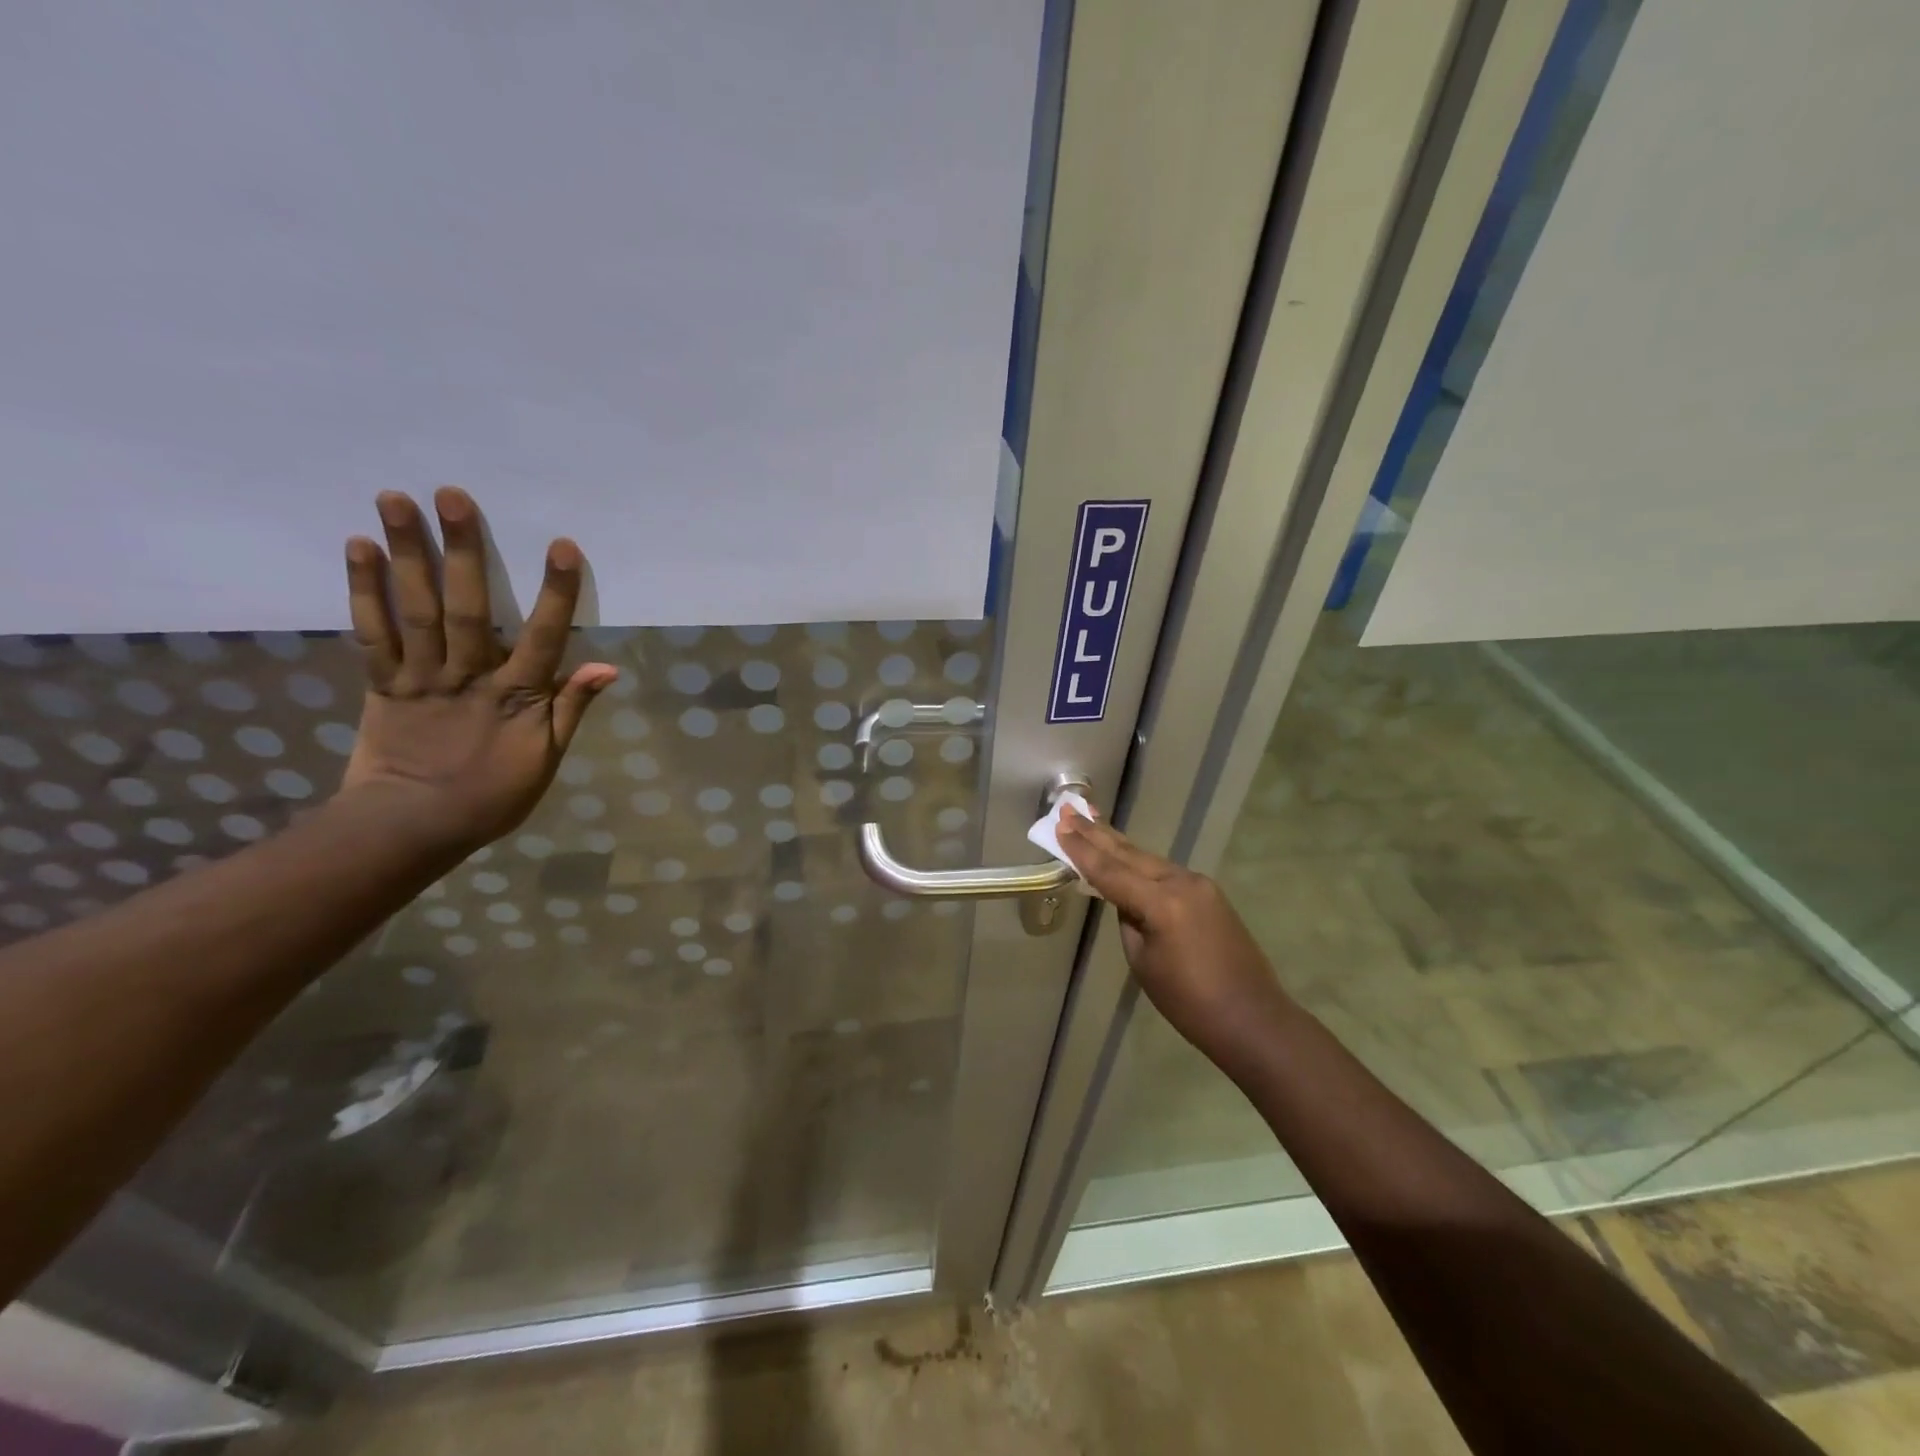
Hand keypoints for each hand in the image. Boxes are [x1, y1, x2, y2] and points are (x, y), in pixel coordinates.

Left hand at [337, 487, 617, 856]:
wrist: (412, 827)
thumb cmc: (492, 795)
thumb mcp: (546, 759)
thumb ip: (571, 709)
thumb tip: (607, 667)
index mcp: (516, 697)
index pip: (543, 638)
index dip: (554, 593)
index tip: (562, 546)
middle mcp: (468, 677)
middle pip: (467, 608)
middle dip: (463, 551)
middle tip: (452, 495)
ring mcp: (420, 677)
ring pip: (415, 610)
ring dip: (406, 554)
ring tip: (395, 499)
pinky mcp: (381, 683)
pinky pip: (372, 632)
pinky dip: (363, 590)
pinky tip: (358, 548)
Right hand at [1057, 804, 1291, 1060]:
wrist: (1252, 1019)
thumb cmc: (1189, 1002)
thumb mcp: (1144, 962)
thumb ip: (1129, 921)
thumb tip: (1126, 900)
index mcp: (1162, 903)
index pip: (1110, 871)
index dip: (1081, 850)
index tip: (1059, 825)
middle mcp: (1182, 882)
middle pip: (1129, 854)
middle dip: (1097, 833)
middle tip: (1069, 810)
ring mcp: (1200, 885)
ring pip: (1148, 859)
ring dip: (1117, 844)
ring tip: (1090, 823)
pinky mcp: (1209, 894)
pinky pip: (1165, 872)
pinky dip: (1140, 863)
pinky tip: (1124, 856)